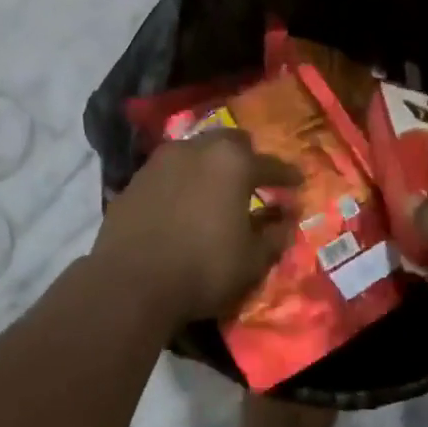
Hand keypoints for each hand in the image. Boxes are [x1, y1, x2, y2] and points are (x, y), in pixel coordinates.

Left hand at [94, 129, 301, 327]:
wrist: (129, 284)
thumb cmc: (202, 268)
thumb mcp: (252, 260)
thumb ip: (274, 235)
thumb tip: (287, 220)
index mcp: (232, 162)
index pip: (270, 164)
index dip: (287, 175)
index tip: (297, 182)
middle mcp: (197, 149)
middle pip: (229, 142)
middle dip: (245, 157)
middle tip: (254, 179)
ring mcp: (160, 161)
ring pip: (195, 151)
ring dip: (210, 166)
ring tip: (216, 189)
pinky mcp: (135, 180)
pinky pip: (168, 173)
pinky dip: (182, 182)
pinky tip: (183, 204)